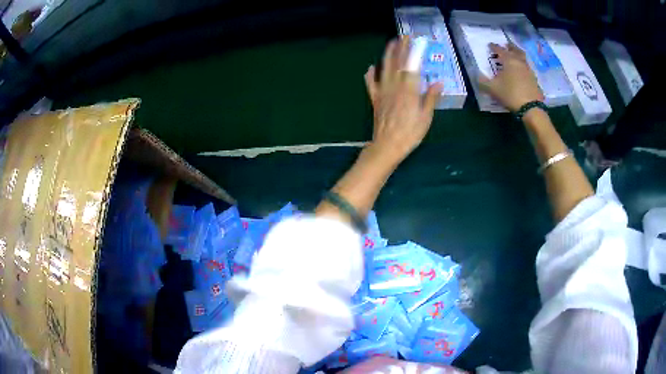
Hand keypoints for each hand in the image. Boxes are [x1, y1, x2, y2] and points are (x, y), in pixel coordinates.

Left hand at [364, 37, 442, 161]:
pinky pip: (371, 84)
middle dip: (400, 48)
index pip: (411, 65)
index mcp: (409, 90)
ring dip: (387, 55)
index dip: (413, 52)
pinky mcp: (375, 99)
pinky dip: (370, 74)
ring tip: (390, 44)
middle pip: (397, 63)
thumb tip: (438, 82)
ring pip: (384, 68)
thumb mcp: (426, 117)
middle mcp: (394, 86)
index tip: (415, 41)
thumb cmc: (410, 133)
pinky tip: (371, 67)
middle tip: (403, 37)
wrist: (387, 145)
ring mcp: (383, 91)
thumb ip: (430, 98)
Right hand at [479, 43, 543, 111]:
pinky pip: (528, 69)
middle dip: (510, 47)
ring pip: (523, 59)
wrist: (530, 108)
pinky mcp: (535, 80)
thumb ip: (483, 81)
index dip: (494, 47)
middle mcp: (520, 62)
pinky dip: (524, 67)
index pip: (500, 50)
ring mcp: (529, 71)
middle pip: (515, 50)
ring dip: (518, 55)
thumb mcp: (492, 88)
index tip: (490, 44)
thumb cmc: (510, 94)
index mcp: (509, 60)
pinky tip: (522, 71)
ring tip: (515, 56)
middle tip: (507, 45)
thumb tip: (477, 75)